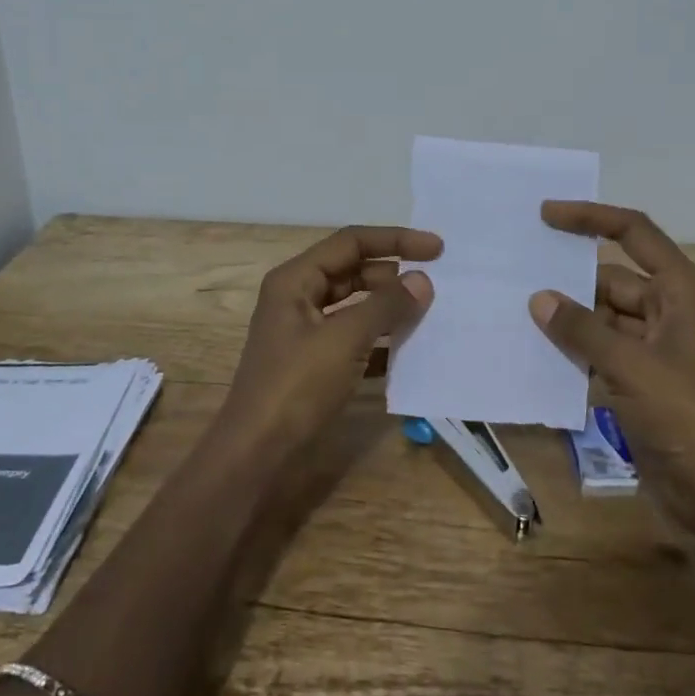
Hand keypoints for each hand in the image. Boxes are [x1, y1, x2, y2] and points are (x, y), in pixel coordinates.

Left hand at [220, 225, 441, 452]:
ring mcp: (306, 332)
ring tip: (431, 313)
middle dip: (394, 276)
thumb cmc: (296, 386)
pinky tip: (412, 351)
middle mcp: (299, 298)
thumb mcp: (344, 339)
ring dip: (391, 309)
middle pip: (354, 272)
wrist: (256, 455)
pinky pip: (355, 339)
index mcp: (295, 280)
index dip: (395, 240)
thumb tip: (423, 280)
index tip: (437, 248)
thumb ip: (386, 306)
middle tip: (437, 284)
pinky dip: (381, 341)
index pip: (351, 242)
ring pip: (356, 307)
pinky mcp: (316, 364)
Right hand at [528, 202, 694, 533]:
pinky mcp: (641, 381)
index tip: (546, 215)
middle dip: (568, 277)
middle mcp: (668, 311)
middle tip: (515, 269)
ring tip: (513, 306)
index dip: (591, 218)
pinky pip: (600, 351)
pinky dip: (573, 349)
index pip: (633, 234)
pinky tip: (534, 348)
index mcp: (680, 291)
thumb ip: (582, 329)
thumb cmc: (689, 416)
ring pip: (601, 317)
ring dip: (566, 317)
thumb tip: (539, 299)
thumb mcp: (632, 366)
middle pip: (611, 277)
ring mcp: (654, 348)